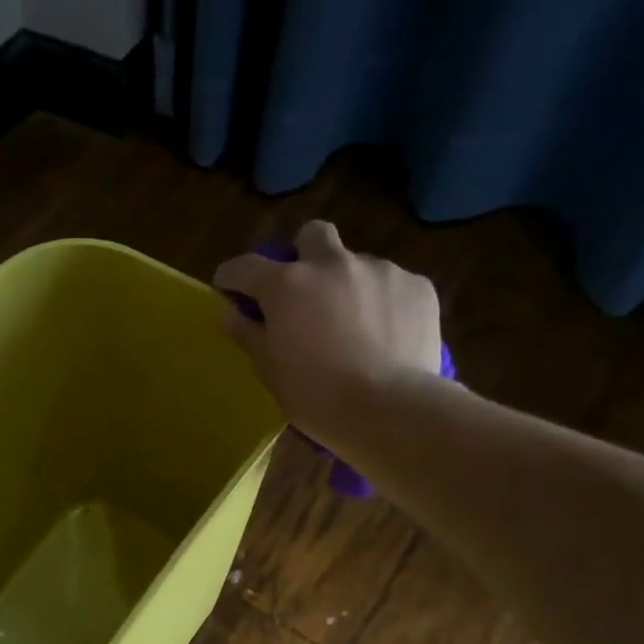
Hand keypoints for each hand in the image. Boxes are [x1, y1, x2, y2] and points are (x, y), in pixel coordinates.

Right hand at [214, 220, 443, 446]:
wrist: (388, 408)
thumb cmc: (315, 395)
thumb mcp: (269, 370)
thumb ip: (247, 333)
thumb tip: (227, 313)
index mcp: (287, 286)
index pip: (245, 267)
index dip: (232, 276)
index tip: (228, 288)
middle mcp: (332, 264)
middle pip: (312, 235)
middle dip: (303, 254)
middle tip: (303, 289)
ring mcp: (379, 270)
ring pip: (356, 264)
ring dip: (347, 285)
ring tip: (354, 325)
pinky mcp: (417, 286)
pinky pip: (392, 285)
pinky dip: (383, 303)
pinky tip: (386, 335)